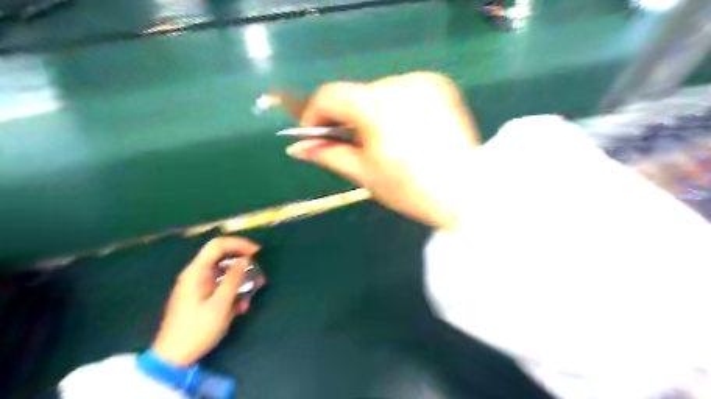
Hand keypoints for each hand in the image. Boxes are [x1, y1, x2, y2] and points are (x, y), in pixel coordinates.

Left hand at [152, 236, 260, 367]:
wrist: (174, 358)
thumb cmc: (197, 329)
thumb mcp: (220, 304)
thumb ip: (234, 279)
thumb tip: (246, 259)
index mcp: (196, 272)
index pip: (218, 245)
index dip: (239, 244)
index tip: (258, 252)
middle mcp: (196, 274)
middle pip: (222, 258)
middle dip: (243, 264)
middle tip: (260, 274)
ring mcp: (198, 286)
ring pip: (224, 273)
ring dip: (241, 279)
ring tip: (255, 291)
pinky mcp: (200, 297)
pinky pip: (220, 285)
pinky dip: (233, 291)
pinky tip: (241, 306)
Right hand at [285, 71, 479, 229]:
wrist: (466, 193)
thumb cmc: (410, 190)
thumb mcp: (363, 173)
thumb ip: (328, 154)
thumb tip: (296, 148)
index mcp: (377, 107)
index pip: (330, 95)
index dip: (314, 114)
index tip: (313, 135)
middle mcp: (400, 83)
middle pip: (356, 94)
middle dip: (347, 118)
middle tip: (352, 143)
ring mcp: (424, 81)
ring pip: (380, 91)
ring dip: (372, 112)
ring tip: (384, 140)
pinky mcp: (441, 85)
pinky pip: (405, 91)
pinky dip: (396, 106)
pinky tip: (406, 129)